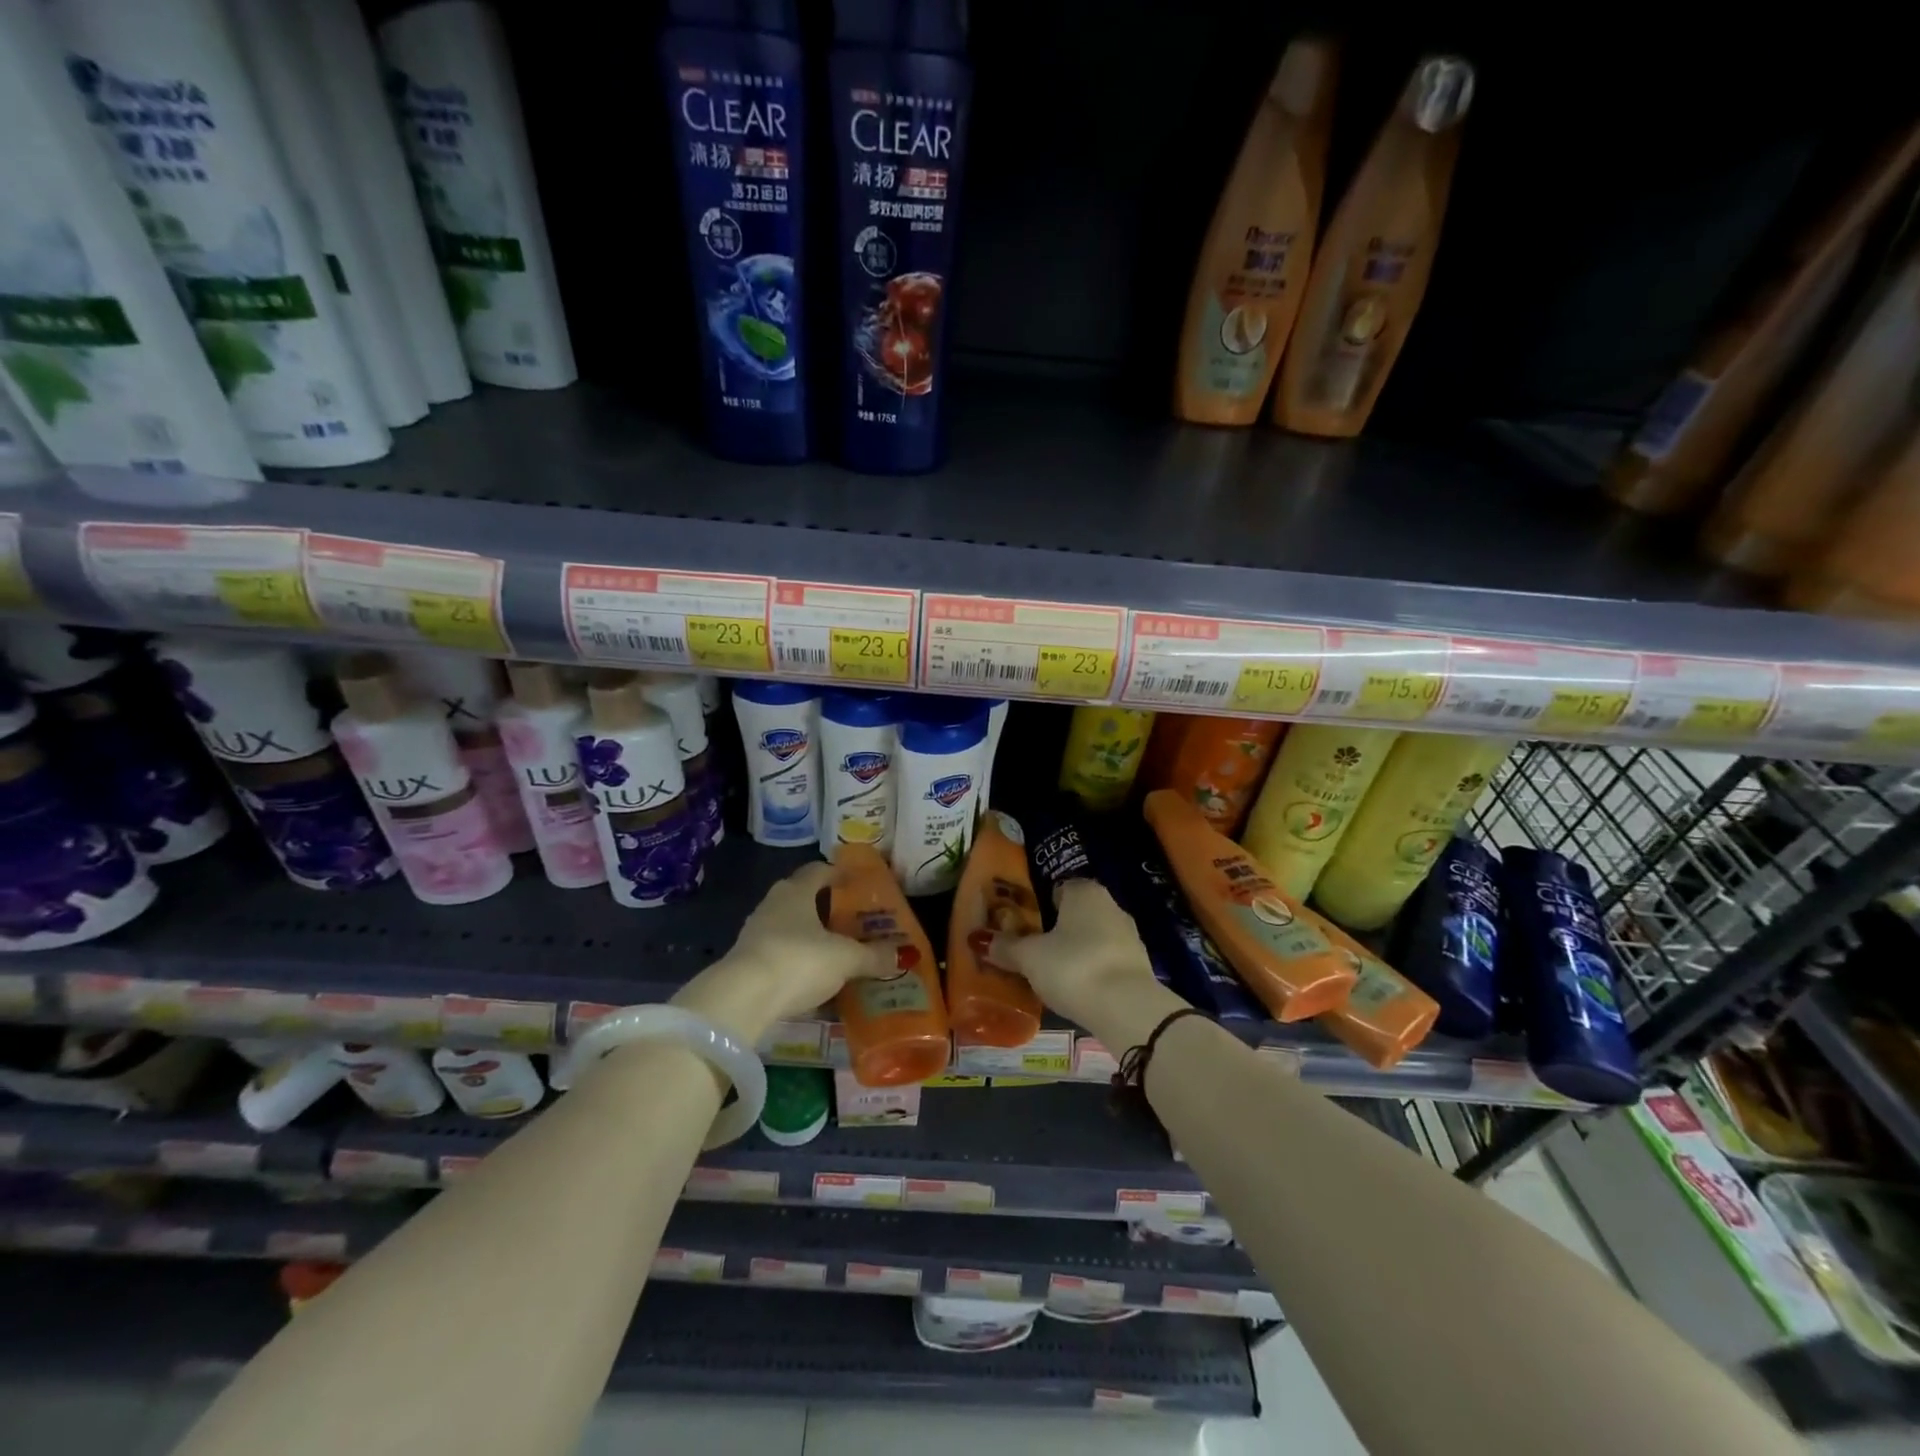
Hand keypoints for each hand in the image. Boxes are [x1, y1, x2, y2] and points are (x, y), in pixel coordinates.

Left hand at [672, 862, 891, 1042]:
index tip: (854, 881)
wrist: (743, 998)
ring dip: (808, 934)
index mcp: (797, 891)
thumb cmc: (799, 960)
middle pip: (801, 896)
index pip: (818, 870)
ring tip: (833, 949)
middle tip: (849, 918)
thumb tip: (904, 954)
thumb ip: (874, 956)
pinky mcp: (746, 961)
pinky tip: (811, 976)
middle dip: (824, 906)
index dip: (837, 873)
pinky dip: (796, 959)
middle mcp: (773, 904)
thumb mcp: (846, 959)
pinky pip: (778, 952)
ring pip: (788, 925)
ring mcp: (755, 933)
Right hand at [986, 879, 1178, 1044]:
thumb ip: (1006, 947)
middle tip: (1032, 950)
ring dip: (1076, 951)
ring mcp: (1130, 936)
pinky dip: (1092, 971)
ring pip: (1094, 938)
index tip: (1023, 924)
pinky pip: (1107, 961)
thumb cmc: (1073, 966)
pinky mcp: (1139, 966)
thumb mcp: (1030, 958)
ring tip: (1052, 973)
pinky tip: (1077, 989)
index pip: (1058, 888)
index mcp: (1085, 891)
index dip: (1039, 905)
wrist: (1127, 1008)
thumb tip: (980, 940)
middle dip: (1058, 929)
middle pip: (1077, 913)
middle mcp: (1111, 905)